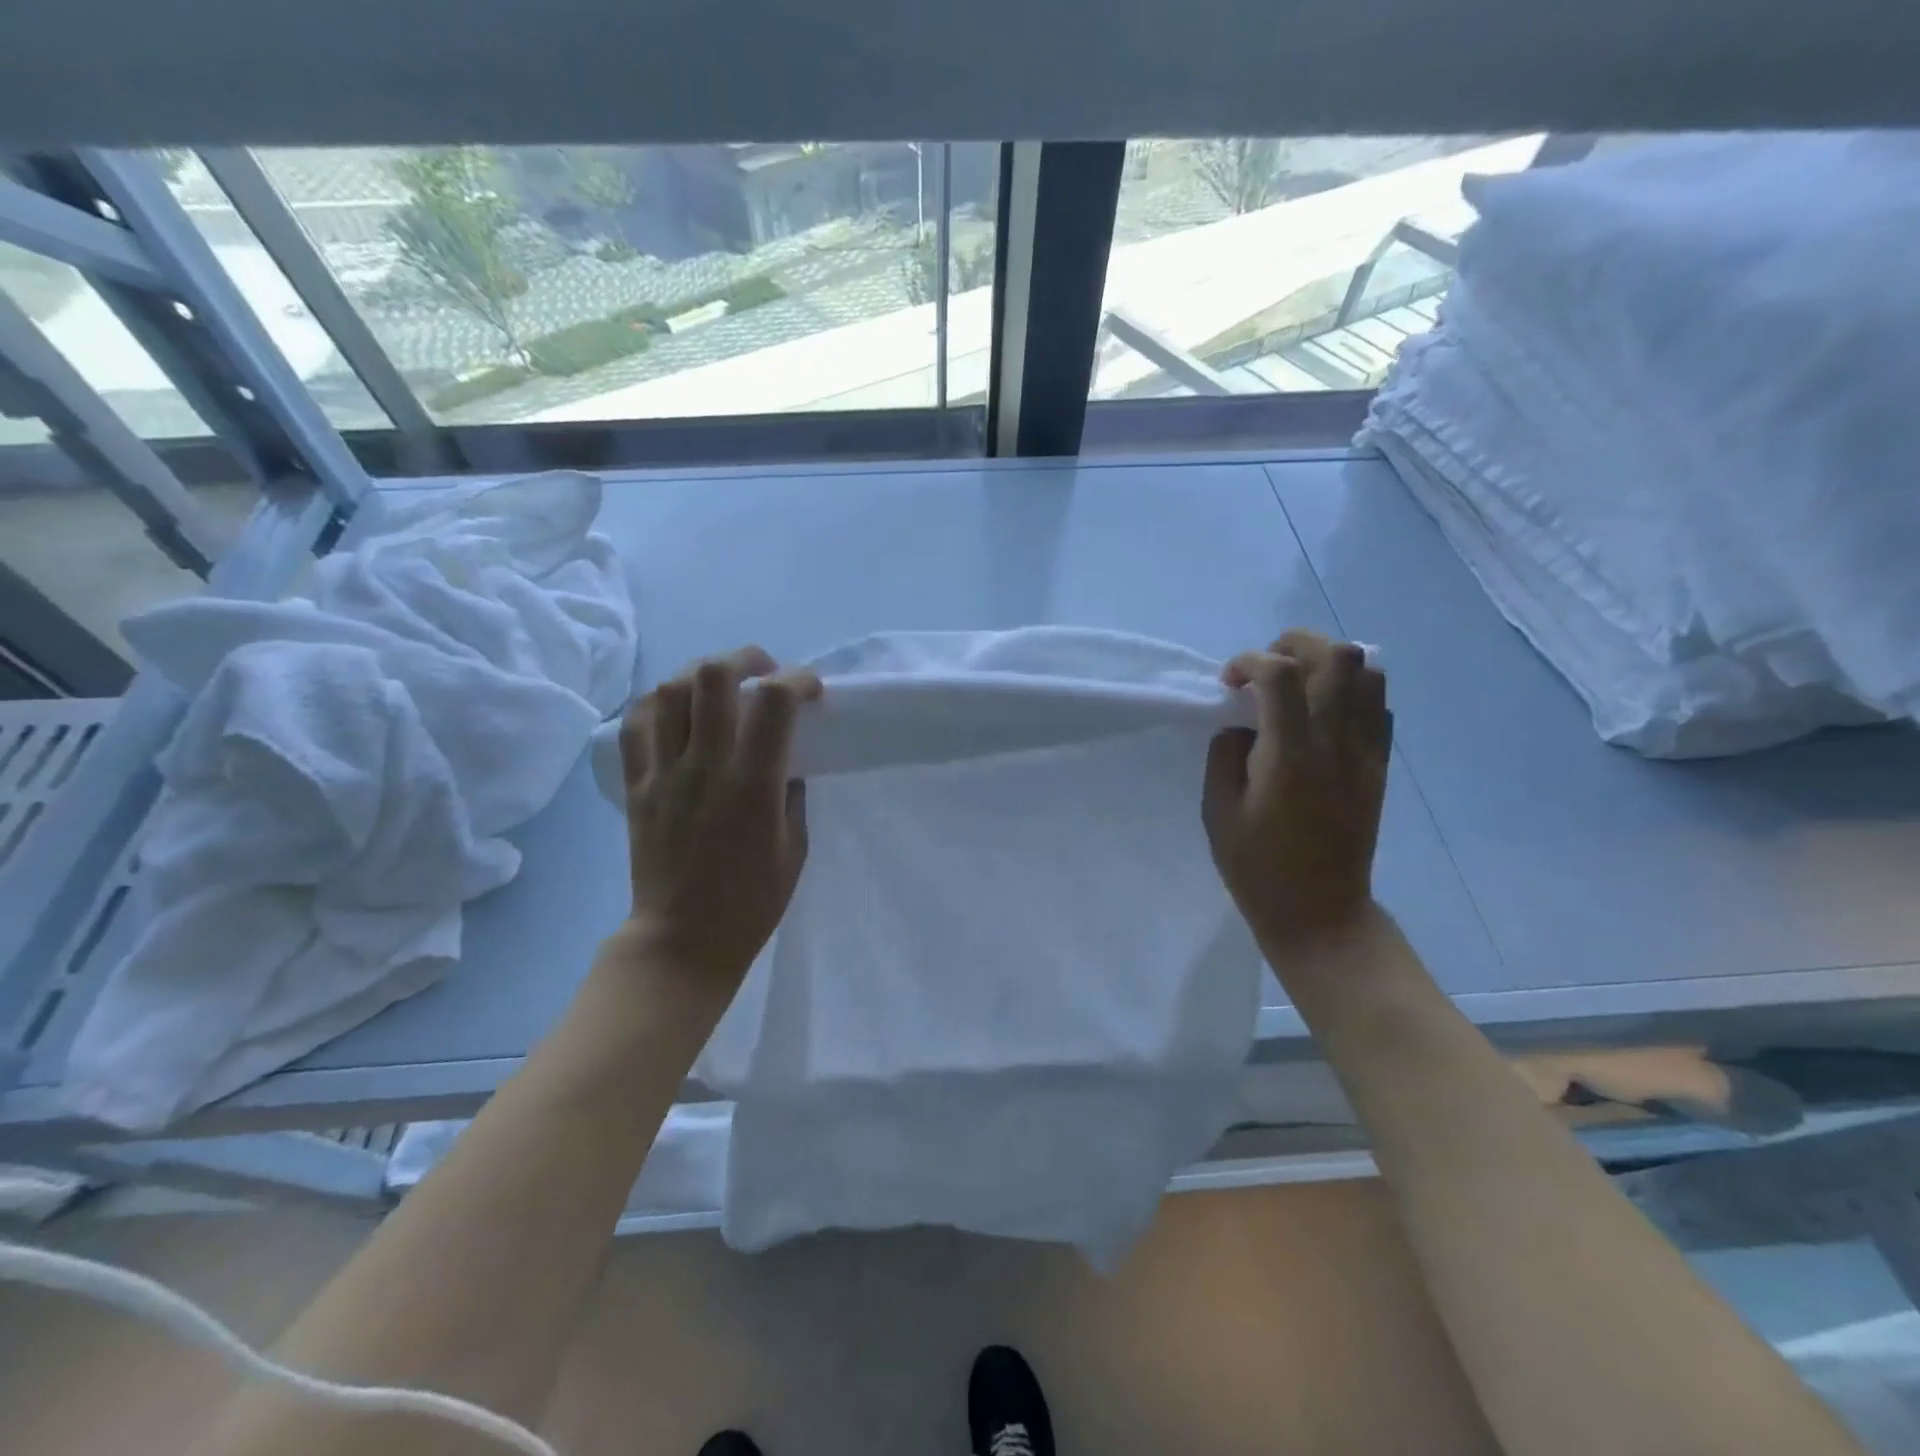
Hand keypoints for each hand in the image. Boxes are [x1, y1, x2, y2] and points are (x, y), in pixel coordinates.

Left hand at [617, 646, 822, 990]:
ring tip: (719, 685)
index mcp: (752, 785)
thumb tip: (784, 758)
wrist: (682, 940)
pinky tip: (677, 708)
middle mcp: (704, 767)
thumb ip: (791, 793)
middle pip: (712, 677)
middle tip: (762, 672)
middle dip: (745, 658)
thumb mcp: (795, 848)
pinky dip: (658, 702)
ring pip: (668, 690)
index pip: (774, 701)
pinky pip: (636, 724)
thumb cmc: (751, 902)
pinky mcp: (635, 786)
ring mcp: (662, 774)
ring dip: (699, 674)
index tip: (811, 691)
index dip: (798, 680)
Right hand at [1202, 631, 1391, 951]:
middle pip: (1335, 655)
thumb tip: (1242, 726)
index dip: (1249, 662)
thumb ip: (1224, 755)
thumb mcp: (1218, 812)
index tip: (1228, 683)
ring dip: (1327, 662)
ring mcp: (1366, 752)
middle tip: (1265, 669)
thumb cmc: (1258, 867)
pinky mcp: (1380, 765)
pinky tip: (1322, 713)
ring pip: (1367, 671)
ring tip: (1297, 684)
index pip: (1280, 673)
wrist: (1321, 911)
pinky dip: (1350, 690)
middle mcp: (1336, 743)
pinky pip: (1379, 705)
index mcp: (1290, 756)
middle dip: (1293, 644)